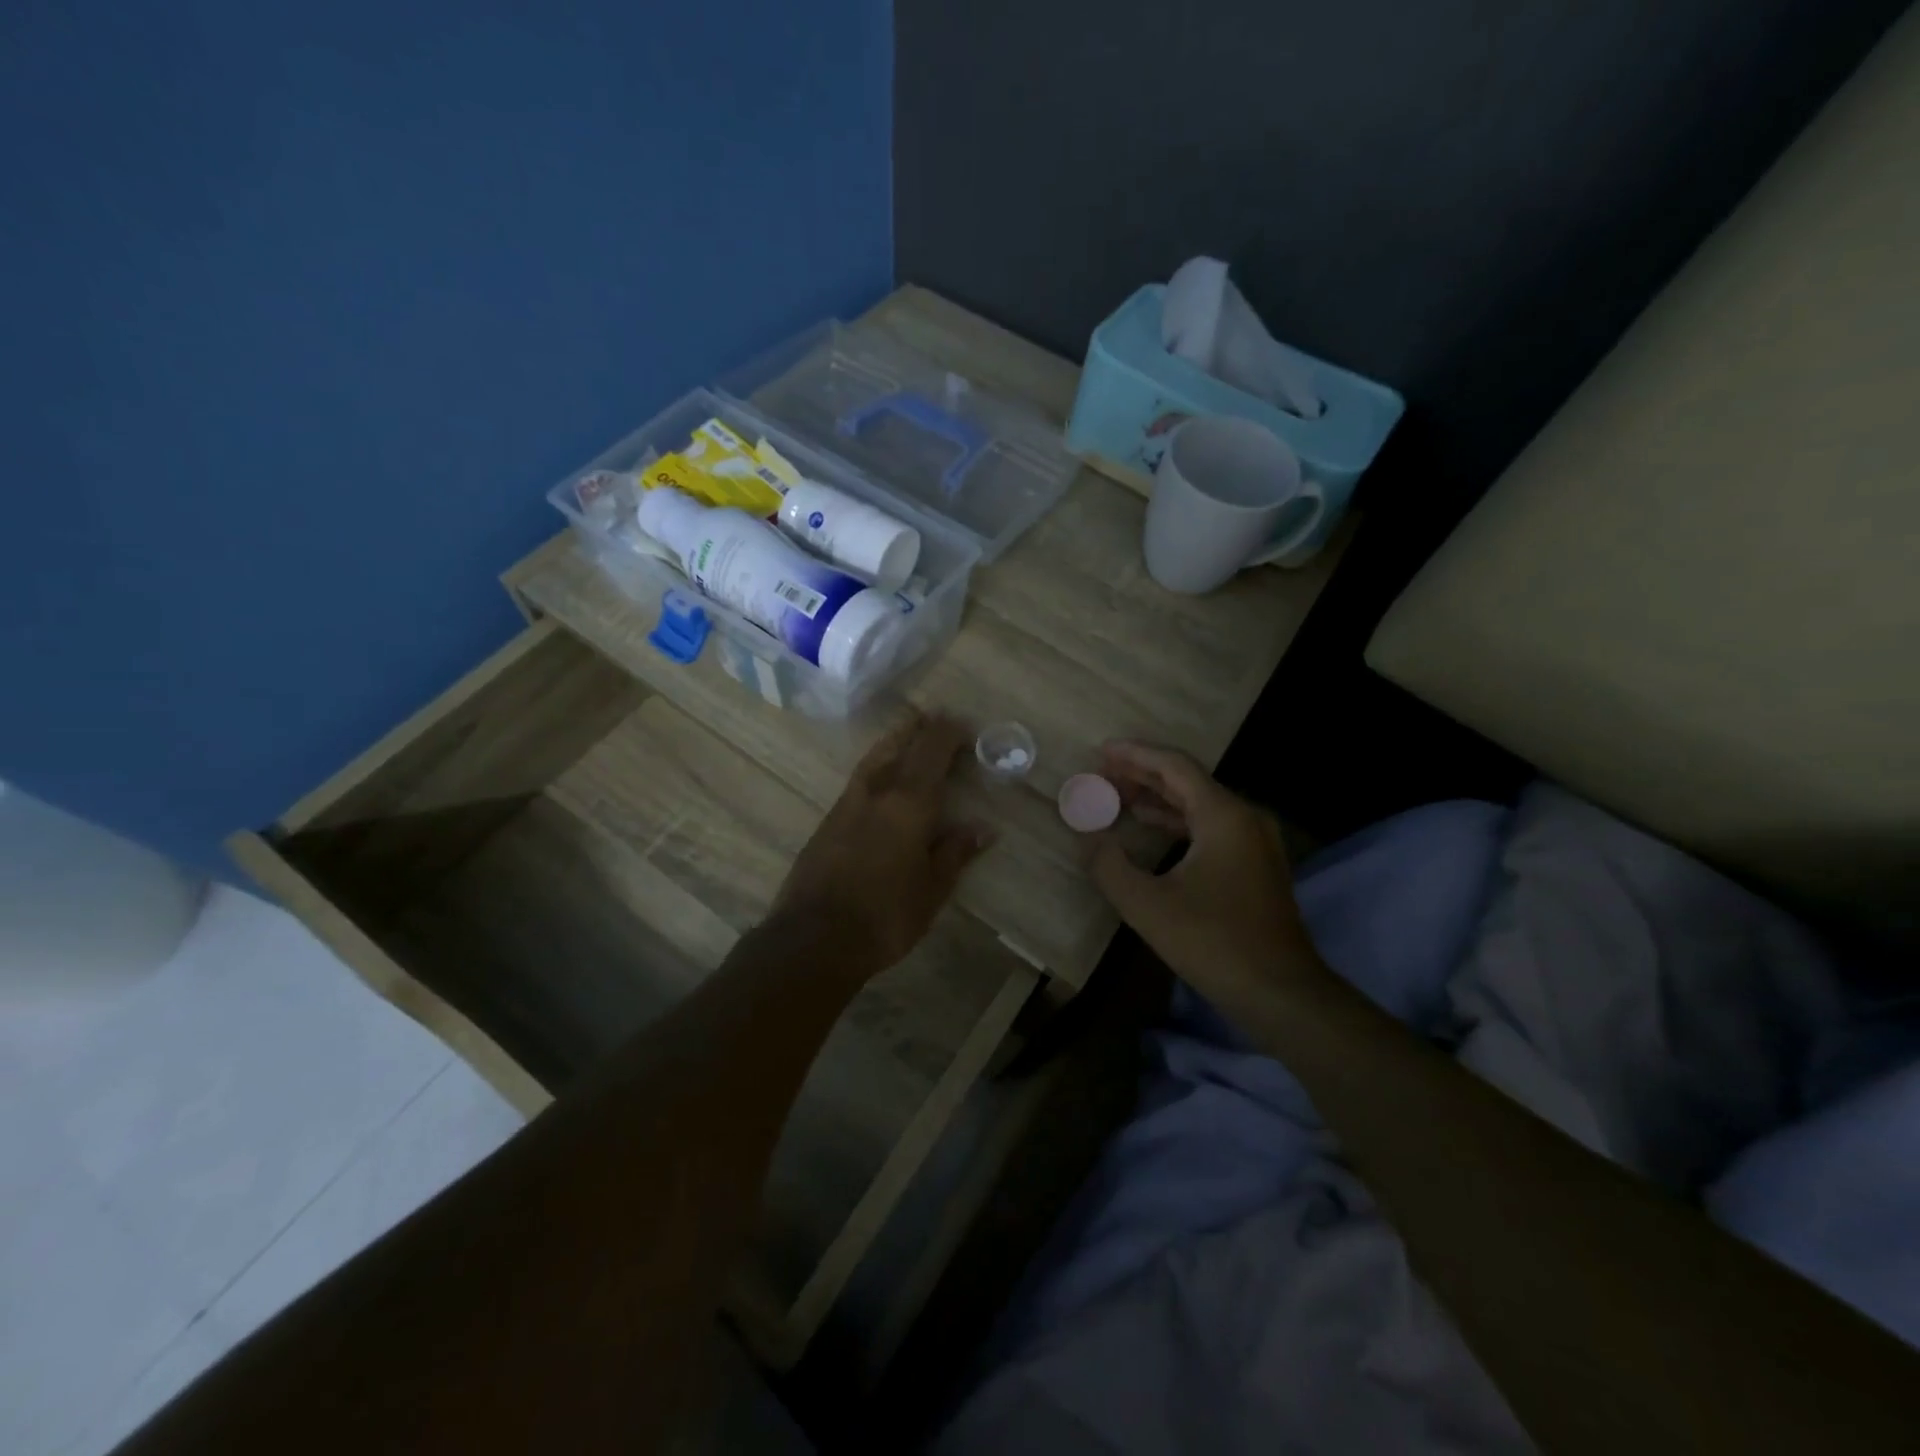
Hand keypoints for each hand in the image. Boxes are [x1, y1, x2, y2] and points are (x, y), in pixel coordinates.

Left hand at [773, 711, 993, 972]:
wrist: (814, 937)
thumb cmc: (885, 916)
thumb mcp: (932, 890)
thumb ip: (955, 853)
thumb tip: (983, 828)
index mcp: (909, 803)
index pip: (932, 753)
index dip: (949, 734)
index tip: (964, 726)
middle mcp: (877, 792)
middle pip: (900, 746)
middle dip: (921, 729)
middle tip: (937, 718)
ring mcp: (847, 803)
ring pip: (874, 757)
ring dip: (894, 740)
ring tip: (908, 732)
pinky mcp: (828, 820)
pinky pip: (859, 777)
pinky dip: (876, 763)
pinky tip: (880, 775)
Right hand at [1088, 741, 1323, 1006]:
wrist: (1280, 993)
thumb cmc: (1213, 942)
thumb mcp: (1147, 905)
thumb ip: (1110, 866)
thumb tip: (1089, 839)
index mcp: (1224, 815)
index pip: (1175, 766)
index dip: (1135, 755)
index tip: (1101, 750)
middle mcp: (1245, 818)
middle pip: (1188, 781)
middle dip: (1142, 774)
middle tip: (1102, 772)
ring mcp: (1255, 841)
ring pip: (1199, 804)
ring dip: (1158, 798)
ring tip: (1117, 796)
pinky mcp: (1255, 864)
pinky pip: (1210, 826)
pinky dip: (1177, 821)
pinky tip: (1150, 828)